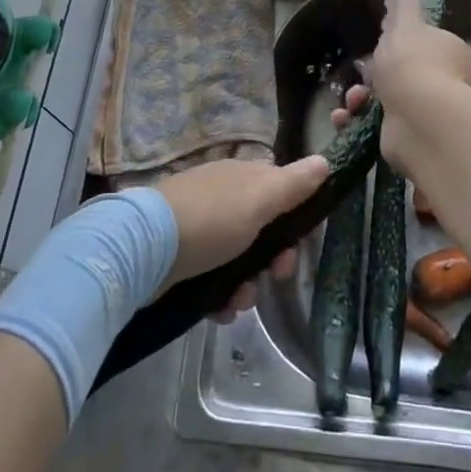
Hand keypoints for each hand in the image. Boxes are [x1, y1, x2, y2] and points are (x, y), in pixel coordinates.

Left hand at [154, 154, 328, 318]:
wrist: (145, 249)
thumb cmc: (212, 220)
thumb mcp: (260, 200)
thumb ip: (294, 185)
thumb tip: (325, 161)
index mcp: (242, 178)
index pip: (280, 193)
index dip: (294, 222)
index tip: (297, 247)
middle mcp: (223, 198)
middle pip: (262, 232)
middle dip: (272, 261)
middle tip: (272, 279)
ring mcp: (200, 228)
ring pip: (239, 260)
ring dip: (246, 286)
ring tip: (237, 302)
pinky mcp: (182, 259)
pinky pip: (214, 280)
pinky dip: (221, 296)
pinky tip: (219, 310)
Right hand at [331, 0, 470, 169]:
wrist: (419, 120)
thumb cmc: (413, 63)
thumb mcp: (405, 23)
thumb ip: (404, 4)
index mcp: (450, 54)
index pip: (423, 45)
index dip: (399, 44)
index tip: (379, 44)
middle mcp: (444, 84)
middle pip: (401, 73)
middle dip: (373, 74)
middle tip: (360, 75)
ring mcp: (426, 114)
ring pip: (385, 100)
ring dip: (360, 98)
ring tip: (352, 101)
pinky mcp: (408, 137)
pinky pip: (377, 125)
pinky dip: (357, 120)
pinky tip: (344, 117)